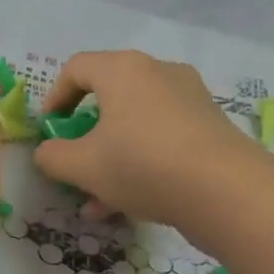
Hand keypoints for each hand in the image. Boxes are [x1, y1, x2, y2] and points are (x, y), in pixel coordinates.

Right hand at [33, 51, 258, 225]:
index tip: (50, 130)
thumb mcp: (82, 166)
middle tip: (74, 162)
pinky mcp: (209, 127)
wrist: (226, 191)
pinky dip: (139, 162)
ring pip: (134, 124)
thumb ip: (52, 156)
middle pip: (108, 97)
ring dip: (109, 157)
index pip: (76, 68)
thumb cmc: (142, 165)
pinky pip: (160, 138)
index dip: (54, 98)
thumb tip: (47, 152)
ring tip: (96, 199)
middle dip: (84, 135)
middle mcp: (158, 73)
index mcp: (123, 70)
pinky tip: (127, 204)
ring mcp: (188, 99)